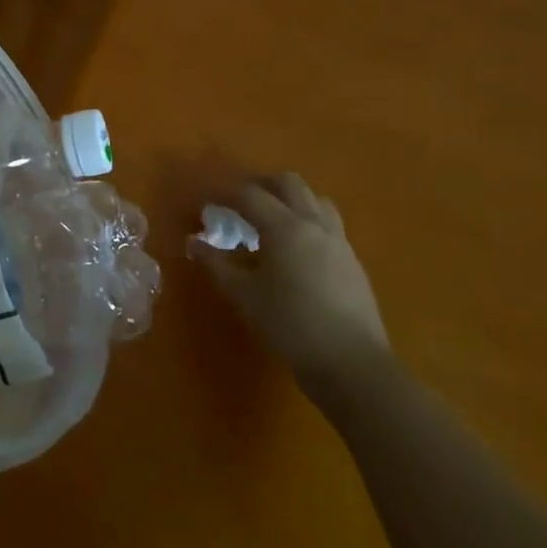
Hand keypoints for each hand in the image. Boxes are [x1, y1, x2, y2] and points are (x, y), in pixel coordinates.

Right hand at [188, 172, 389, 399]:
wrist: (352, 364)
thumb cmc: (290, 325)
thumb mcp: (243, 295)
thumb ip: (216, 264)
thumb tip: (194, 243)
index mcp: (285, 227)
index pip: (249, 194)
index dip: (222, 192)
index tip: (203, 199)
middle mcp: (314, 224)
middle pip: (288, 183)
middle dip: (260, 184)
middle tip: (236, 201)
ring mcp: (339, 241)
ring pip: (314, 200)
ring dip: (289, 199)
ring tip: (269, 220)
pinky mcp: (352, 261)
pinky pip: (327, 224)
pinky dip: (306, 221)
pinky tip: (294, 248)